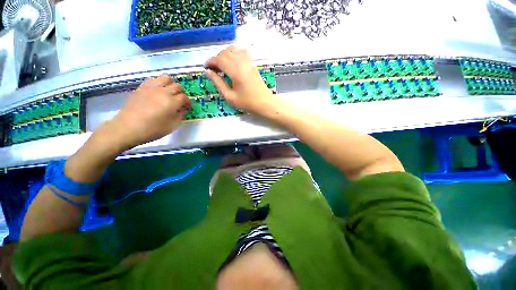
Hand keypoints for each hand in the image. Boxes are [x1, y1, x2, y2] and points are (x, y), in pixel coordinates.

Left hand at [104, 74, 189, 149]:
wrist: (128, 127)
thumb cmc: (153, 129)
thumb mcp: (172, 125)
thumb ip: (180, 115)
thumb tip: (183, 109)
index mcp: (172, 102)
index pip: (184, 97)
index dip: (188, 102)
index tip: (187, 107)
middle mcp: (163, 92)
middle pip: (177, 86)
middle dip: (182, 93)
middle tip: (180, 100)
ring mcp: (151, 88)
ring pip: (166, 78)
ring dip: (171, 84)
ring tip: (170, 91)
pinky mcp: (142, 87)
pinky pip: (153, 79)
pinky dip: (159, 83)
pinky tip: (158, 90)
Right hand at [205, 46, 280, 116]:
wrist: (264, 103)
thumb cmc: (247, 102)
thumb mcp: (230, 97)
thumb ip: (218, 83)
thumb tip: (208, 72)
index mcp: (235, 71)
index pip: (219, 59)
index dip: (210, 62)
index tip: (206, 68)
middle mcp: (241, 63)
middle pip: (225, 52)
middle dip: (216, 58)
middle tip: (214, 70)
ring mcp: (248, 62)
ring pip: (233, 49)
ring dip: (224, 55)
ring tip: (222, 66)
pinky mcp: (252, 63)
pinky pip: (241, 52)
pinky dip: (233, 53)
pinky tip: (232, 63)